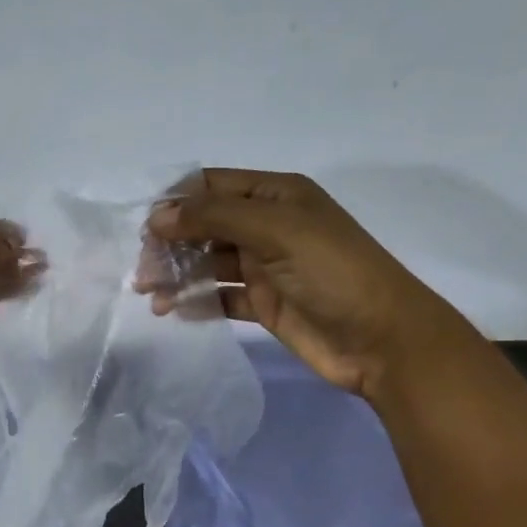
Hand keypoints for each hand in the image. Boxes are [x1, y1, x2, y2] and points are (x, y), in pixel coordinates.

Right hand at [142, 169, 476, 402]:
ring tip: (151, 297)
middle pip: (204, 226)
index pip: (212, 187)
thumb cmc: (332, 273)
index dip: (176, 202)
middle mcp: (268, 226)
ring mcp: (265, 267)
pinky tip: (173, 312)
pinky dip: (196, 302)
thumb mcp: (276, 231)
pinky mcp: (264, 304)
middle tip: (143, 272)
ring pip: (208, 263)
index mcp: (276, 196)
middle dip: (170, 245)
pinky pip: (220, 297)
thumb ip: (214, 217)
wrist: (382, 340)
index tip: (144, 228)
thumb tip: (157, 216)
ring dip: (178, 276)